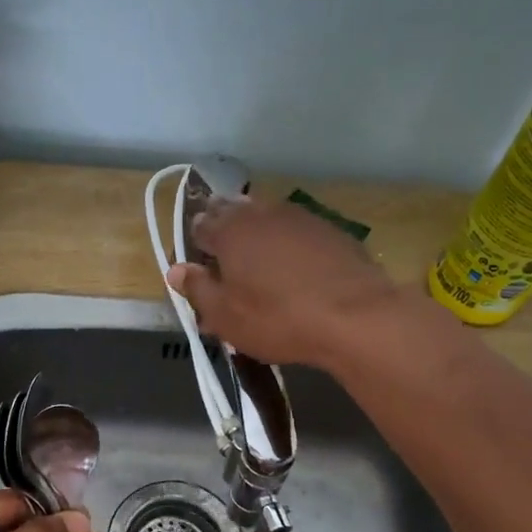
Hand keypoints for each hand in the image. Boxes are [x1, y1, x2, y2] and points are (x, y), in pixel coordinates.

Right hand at [166, 197, 450, 371]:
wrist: (356, 316)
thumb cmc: (278, 319)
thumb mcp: (226, 316)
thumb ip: (198, 290)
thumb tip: (176, 269)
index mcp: (229, 231)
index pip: (201, 226)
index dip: (195, 242)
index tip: (197, 262)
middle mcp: (261, 213)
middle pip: (233, 212)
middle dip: (224, 228)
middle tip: (224, 256)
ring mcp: (299, 217)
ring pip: (266, 216)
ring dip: (257, 231)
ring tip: (257, 259)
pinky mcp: (330, 229)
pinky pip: (296, 229)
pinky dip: (287, 241)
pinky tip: (293, 262)